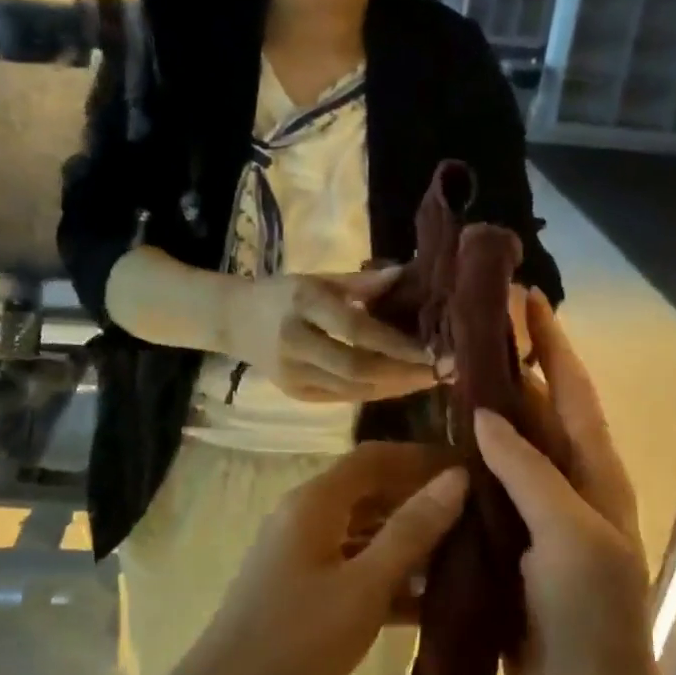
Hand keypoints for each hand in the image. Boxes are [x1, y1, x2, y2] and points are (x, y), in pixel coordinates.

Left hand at [155, 443, 467, 674]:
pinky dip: (391, 579)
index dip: (422, 457)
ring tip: (469, 554)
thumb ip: (411, 531)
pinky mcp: (306, 596)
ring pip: (366, 534)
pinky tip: (434, 602)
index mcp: (314, 504)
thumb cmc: (295, 645)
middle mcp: (305, 519)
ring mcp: (303, 559)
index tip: (472, 469)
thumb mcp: (362, 588)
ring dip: (411, 541)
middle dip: (421, 499)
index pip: (375, 457)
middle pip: (371, 492)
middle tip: (480, 515)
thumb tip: (457, 477)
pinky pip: (356, 571)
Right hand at [226, 270, 438, 402]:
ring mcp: (293, 375)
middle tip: (440, 373)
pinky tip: (399, 386)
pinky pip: (344, 398)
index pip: (354, 329)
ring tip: (428, 381)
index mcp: (302, 304)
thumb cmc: (282, 293)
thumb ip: (361, 282)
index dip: (396, 344)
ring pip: (353, 390)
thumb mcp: (319, 278)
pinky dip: (375, 393)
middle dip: (403, 374)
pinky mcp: (296, 395)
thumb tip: (407, 276)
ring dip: (395, 388)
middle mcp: (296, 343)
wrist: (234, 322)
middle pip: (357, 368)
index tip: (431, 350)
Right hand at [475, 292, 661, 674]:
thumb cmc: (590, 619)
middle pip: (542, 414)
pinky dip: (467, 466)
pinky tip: (434, 452)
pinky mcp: (512, 548)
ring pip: (511, 452)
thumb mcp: (570, 537)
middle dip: (515, 370)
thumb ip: (530, 472)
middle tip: (473, 331)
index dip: (553, 344)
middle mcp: (571, 489)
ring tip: (446, 379)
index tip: (527, 299)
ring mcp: (541, 519)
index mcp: (597, 477)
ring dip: (486, 415)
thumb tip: (486, 414)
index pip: (574, 393)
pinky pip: (489, 493)